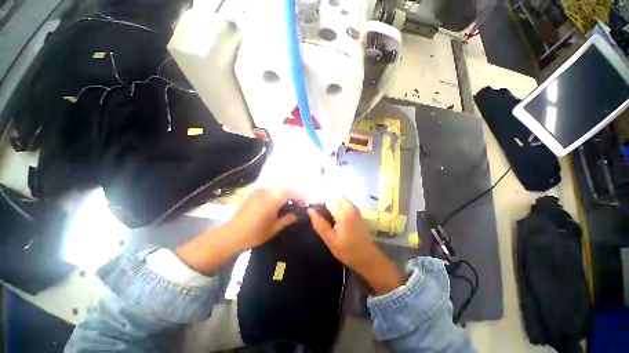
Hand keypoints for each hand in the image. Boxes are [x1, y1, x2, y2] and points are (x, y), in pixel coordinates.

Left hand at [225, 187, 304, 250]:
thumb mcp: (275, 227)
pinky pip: (270, 190)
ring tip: (290, 203)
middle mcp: (268, 190)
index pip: (292, 193)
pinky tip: (278, 202)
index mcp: (274, 198)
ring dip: (286, 193)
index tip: (306, 203)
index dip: (301, 197)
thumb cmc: (256, 232)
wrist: (232, 234)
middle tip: (299, 203)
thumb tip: (297, 214)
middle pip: (286, 188)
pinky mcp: (254, 193)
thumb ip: (288, 218)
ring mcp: (260, 190)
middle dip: (294, 194)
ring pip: (278, 188)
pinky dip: (277, 194)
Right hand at [307, 196, 403, 293]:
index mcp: (343, 213)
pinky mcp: (357, 212)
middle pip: (334, 196)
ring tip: (324, 214)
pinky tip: (333, 216)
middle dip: (325, 201)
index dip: (318, 202)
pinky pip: (345, 202)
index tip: (312, 210)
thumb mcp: (330, 240)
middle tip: (318, 212)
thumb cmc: (348, 251)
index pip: (328, 199)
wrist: (368, 257)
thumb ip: (319, 224)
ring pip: (340, 198)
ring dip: (331, 202)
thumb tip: (309, 210)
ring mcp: (355, 208)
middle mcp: (350, 206)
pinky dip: (337, 205)